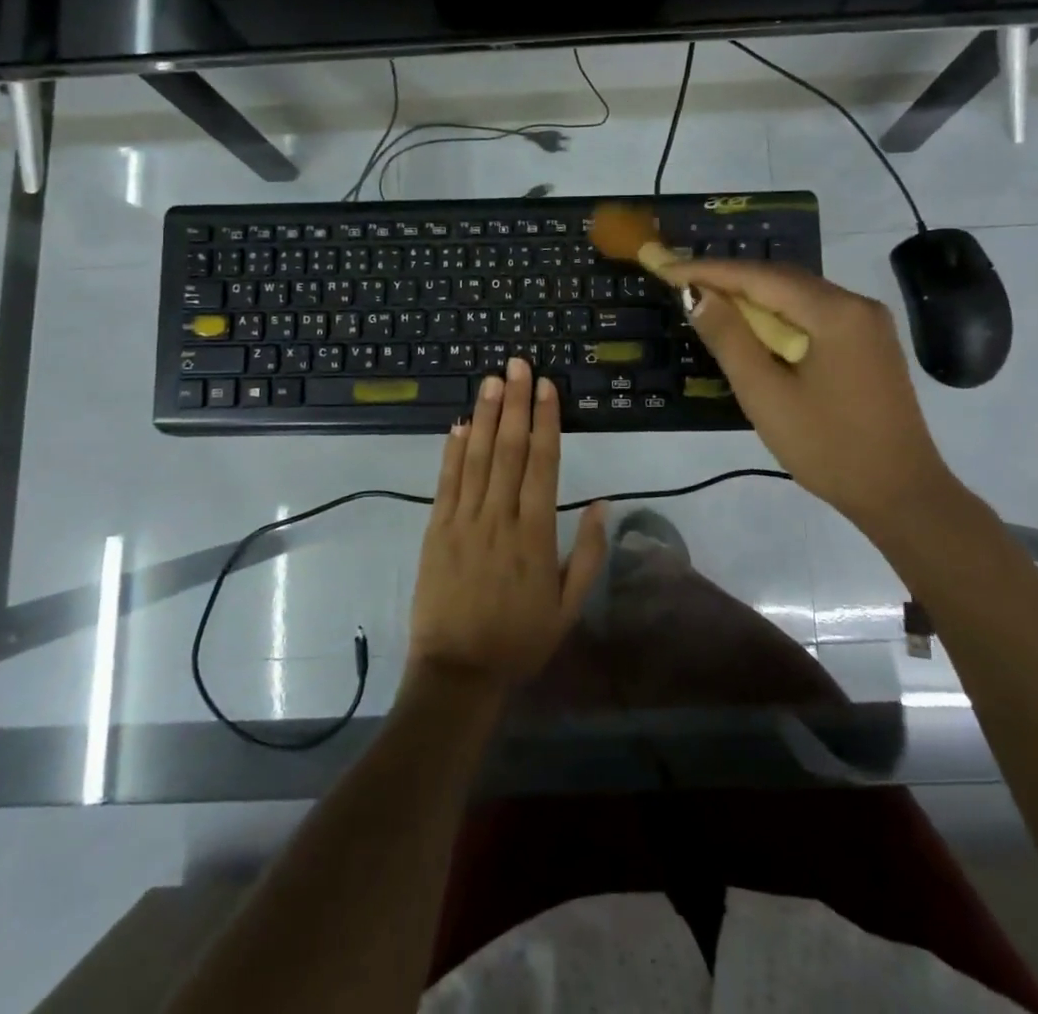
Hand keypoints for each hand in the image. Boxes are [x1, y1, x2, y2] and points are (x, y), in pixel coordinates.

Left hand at [409, 357, 606, 698]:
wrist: (458, 671)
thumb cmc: (520, 639)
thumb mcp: (569, 607)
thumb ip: (587, 554)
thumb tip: (601, 504)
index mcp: (535, 534)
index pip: (542, 463)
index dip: (545, 421)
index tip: (546, 387)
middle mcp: (499, 518)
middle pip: (508, 450)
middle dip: (514, 403)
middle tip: (517, 365)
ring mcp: (463, 522)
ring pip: (475, 458)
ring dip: (484, 416)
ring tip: (491, 381)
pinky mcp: (436, 530)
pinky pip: (445, 483)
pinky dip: (452, 452)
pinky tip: (458, 424)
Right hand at [666, 258, 961, 538]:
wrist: (901, 494)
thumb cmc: (827, 447)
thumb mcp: (766, 394)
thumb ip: (729, 338)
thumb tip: (697, 295)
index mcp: (835, 312)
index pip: (760, 277)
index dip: (709, 271)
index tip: (667, 267)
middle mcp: (857, 305)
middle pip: (782, 279)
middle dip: (730, 279)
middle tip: (682, 283)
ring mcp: (868, 324)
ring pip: (798, 296)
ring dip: (752, 297)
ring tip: (708, 302)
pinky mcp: (869, 344)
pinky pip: (814, 315)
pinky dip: (778, 316)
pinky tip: (753, 328)